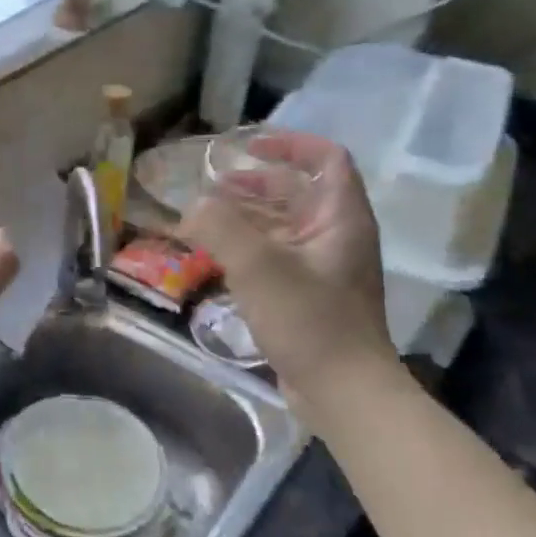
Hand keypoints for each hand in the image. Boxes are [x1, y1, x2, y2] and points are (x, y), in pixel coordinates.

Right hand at [180, 130, 393, 396]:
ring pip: (283, 227)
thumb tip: (192, 207)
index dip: (291, 144)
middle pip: (298, 193)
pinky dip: (246, 249)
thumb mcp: (258, 267)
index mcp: (340, 219)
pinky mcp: (308, 298)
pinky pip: (275, 258)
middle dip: (255, 183)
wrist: (343, 392)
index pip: (327, 160)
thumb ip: (220, 227)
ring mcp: (323, 270)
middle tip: (212, 185)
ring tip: (204, 219)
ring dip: (246, 216)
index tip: (249, 145)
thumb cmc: (309, 321)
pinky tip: (215, 260)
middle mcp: (337, 238)